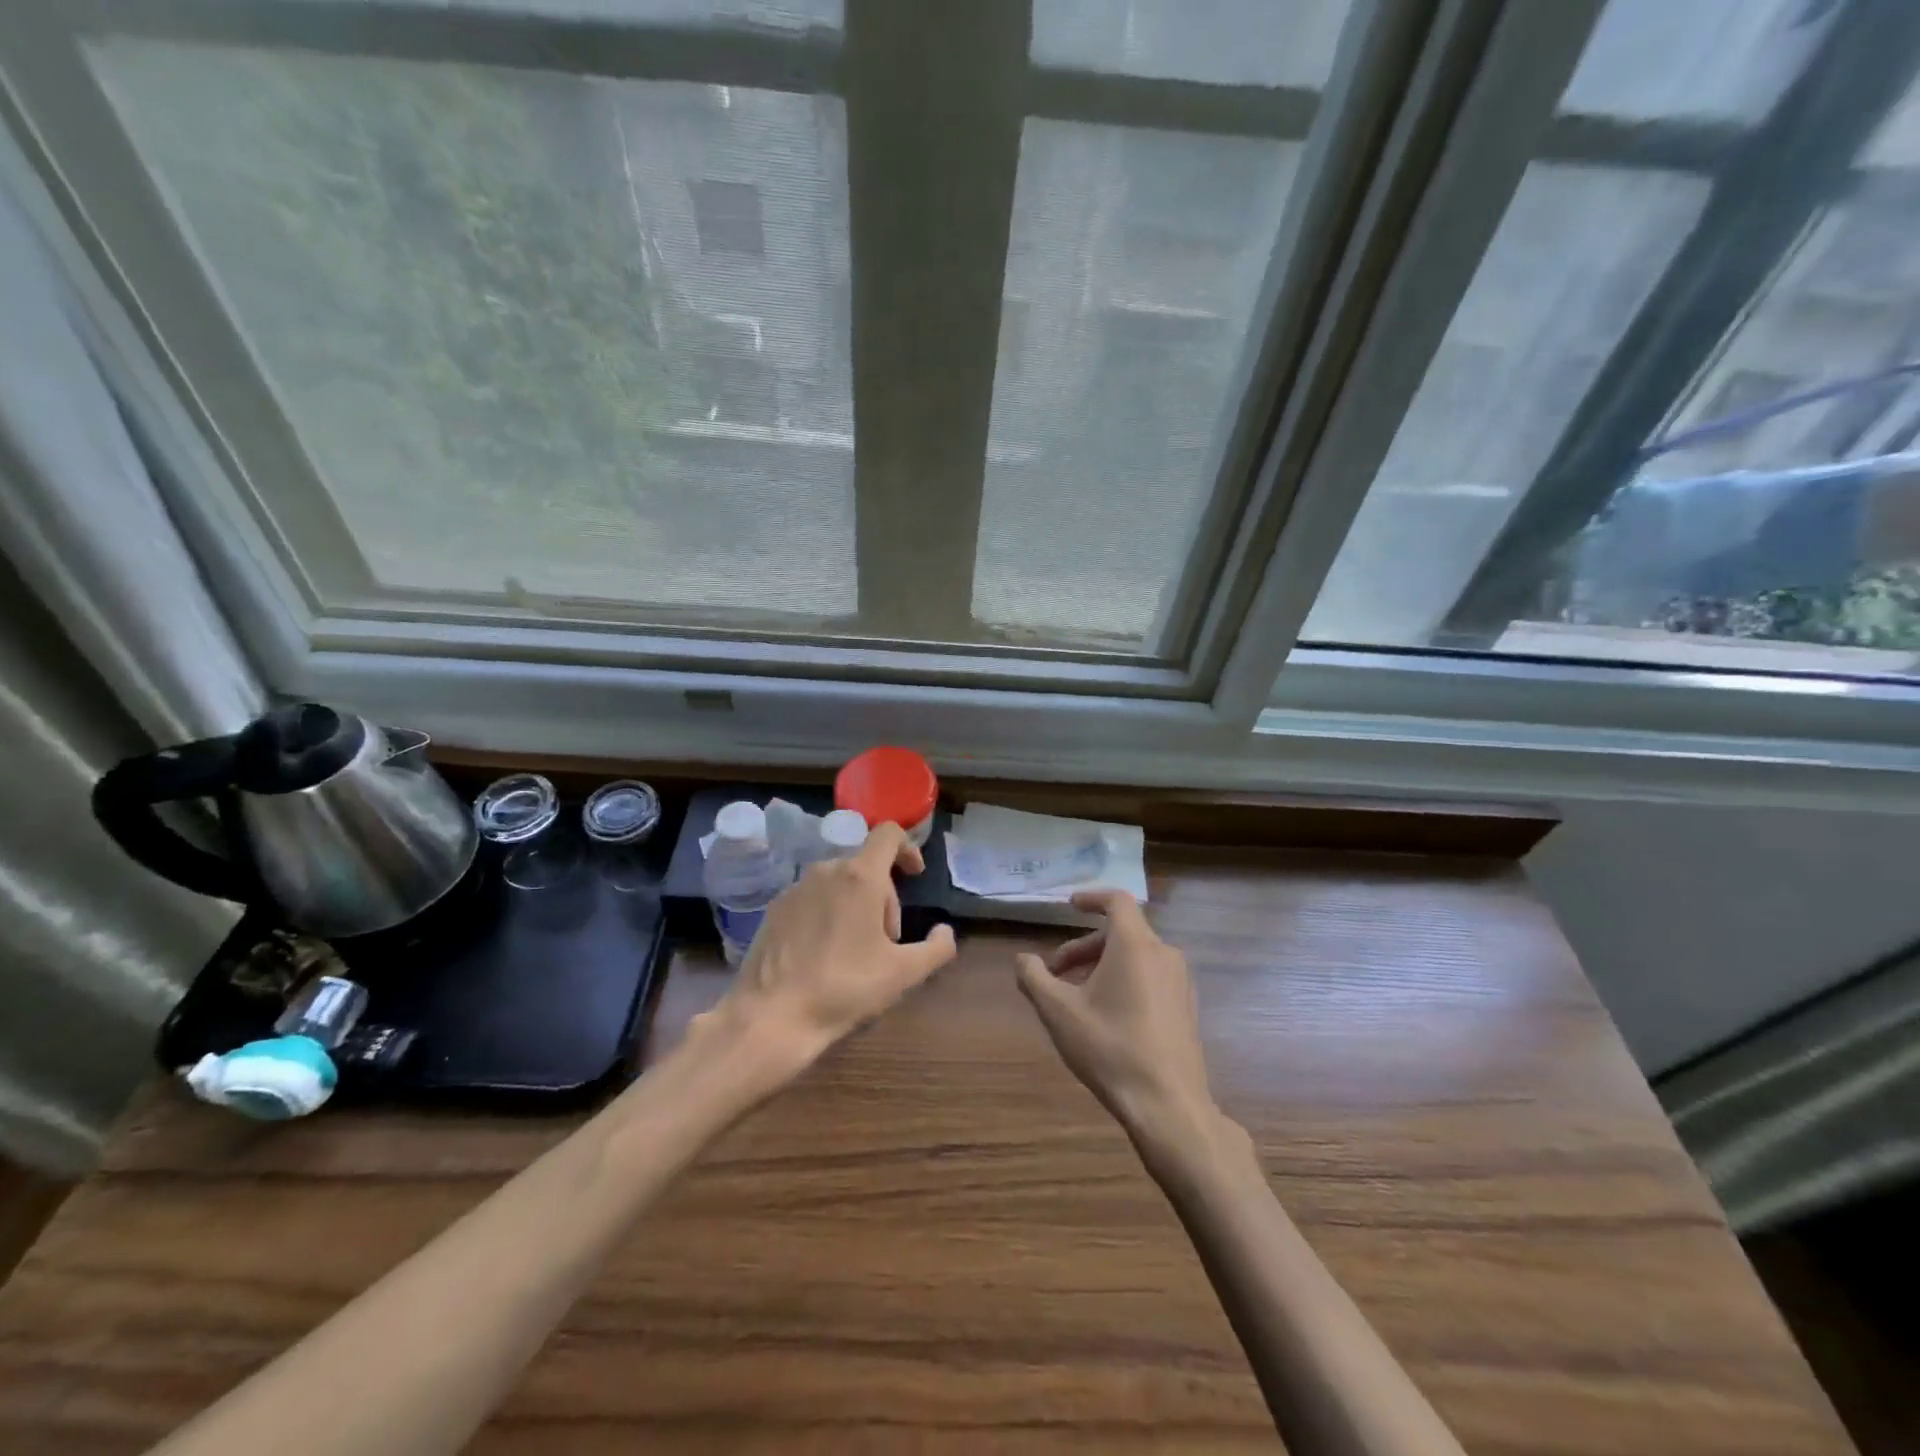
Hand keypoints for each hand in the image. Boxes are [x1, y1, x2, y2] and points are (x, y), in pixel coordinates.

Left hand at [705, 822, 958, 1076]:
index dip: (908, 848)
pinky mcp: (774, 909)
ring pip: (838, 883)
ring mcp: (795, 888)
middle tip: (886, 941)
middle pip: (866, 866)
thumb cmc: (844, 988)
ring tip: (856, 951)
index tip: (915, 875)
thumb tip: (945, 932)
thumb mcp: (903, 974)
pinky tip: (824, 956)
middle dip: (884, 897)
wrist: (770, 1017)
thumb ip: (936, 948)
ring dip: (856, 906)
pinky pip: (812, 898)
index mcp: (859, 877)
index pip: (888, 834)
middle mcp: (825, 870)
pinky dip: (827, 914)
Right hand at [1016, 890, 1225, 1151]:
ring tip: (1076, 996)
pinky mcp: (1186, 1007)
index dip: (1091, 898)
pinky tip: (1106, 1015)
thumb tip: (1022, 960)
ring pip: (1136, 956)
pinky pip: (1151, 977)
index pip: (1117, 901)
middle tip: (1055, 971)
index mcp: (1136, 945)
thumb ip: (1034, 978)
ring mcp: (1180, 982)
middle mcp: (1163, 954)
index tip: (1069, 906)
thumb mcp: (1058, 1012)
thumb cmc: (1110, 1048)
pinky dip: (1125, 980)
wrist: (1168, 1105)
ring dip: (1103, 965)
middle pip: (1122, 932)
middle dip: (1084, 946)